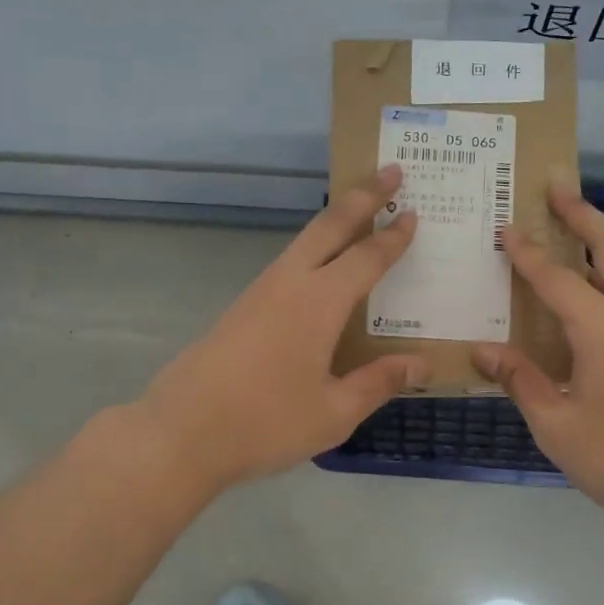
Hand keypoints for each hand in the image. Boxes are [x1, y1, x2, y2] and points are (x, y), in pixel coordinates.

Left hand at [138, 165, 428, 491]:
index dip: (393, 237)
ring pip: (304, 240)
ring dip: (335, 219)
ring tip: (360, 210)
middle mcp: (289, 284)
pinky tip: (321, 268)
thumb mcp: (334, 413)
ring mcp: (260, 292)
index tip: (413, 212)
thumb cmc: (265, 423)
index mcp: (318, 303)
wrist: (181, 432)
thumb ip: (378, 382)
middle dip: (363, 196)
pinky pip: (288, 263)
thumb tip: (422, 364)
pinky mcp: (242, 308)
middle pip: (330, 226)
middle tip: (390, 171)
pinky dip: (315, 248)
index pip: (367, 258)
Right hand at [473, 176, 603, 533]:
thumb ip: (520, 381)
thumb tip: (482, 351)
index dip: (526, 252)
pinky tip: (590, 295)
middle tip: (556, 187)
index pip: (555, 278)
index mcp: (602, 329)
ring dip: (600, 240)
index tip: (504, 227)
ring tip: (571, 228)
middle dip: (582, 213)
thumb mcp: (556, 426)